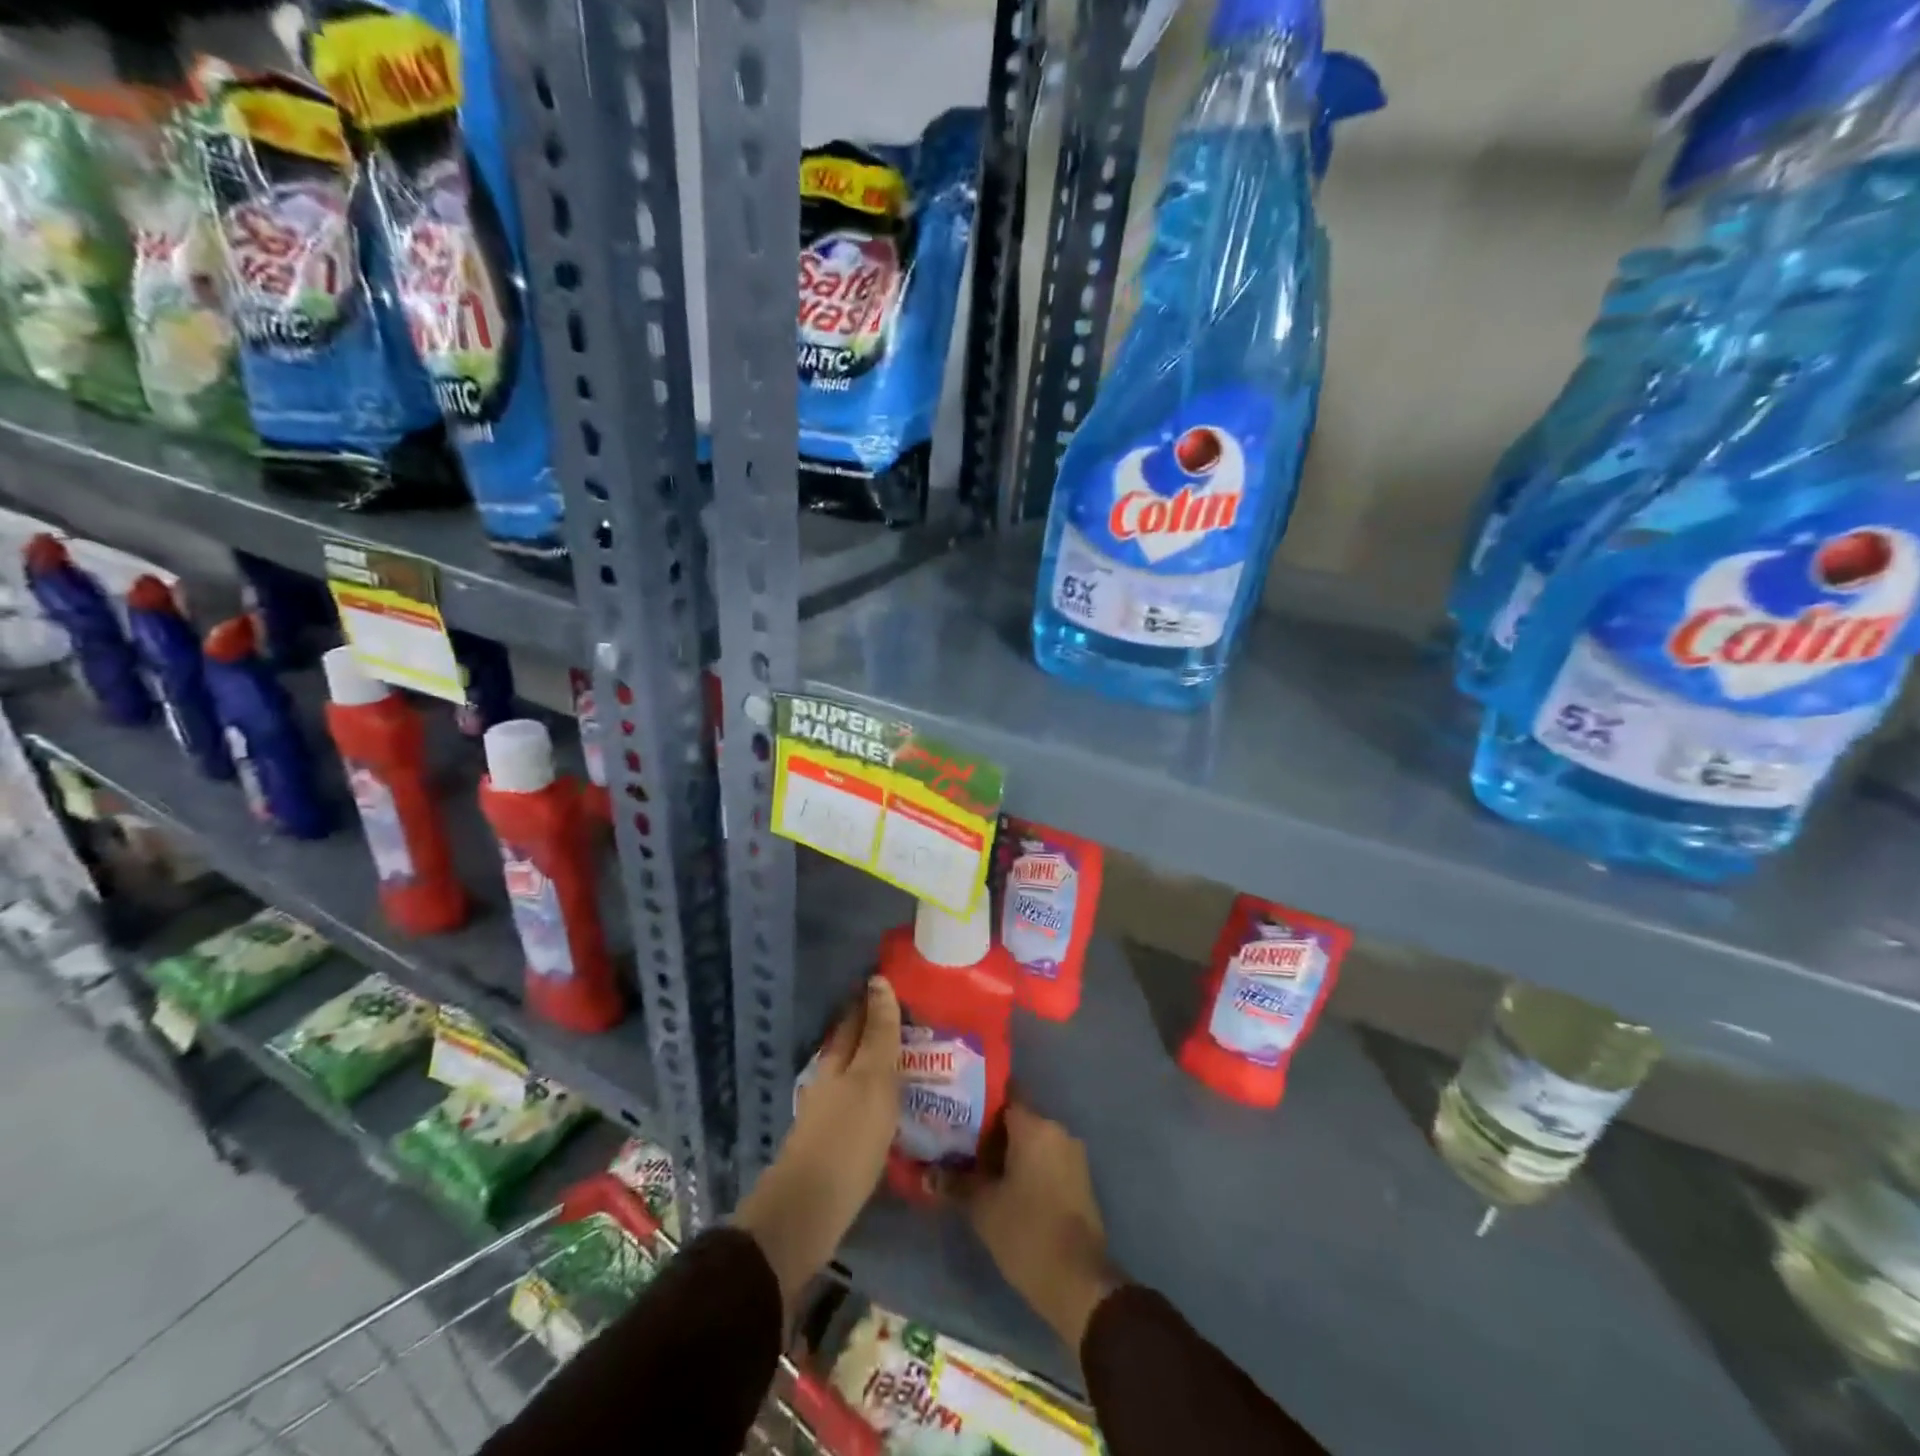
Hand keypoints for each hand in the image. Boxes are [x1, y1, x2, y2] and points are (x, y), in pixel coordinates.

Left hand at [735, 977, 901, 1318]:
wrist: (808, 1212)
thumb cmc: (847, 1139)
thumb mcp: (873, 1080)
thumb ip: (879, 1034)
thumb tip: (878, 981)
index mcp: (838, 1059)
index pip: (858, 1016)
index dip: (875, 999)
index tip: (898, 982)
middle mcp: (830, 1078)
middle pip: (853, 1043)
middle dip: (875, 1027)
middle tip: (911, 1017)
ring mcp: (828, 1111)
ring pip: (854, 1072)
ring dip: (876, 1060)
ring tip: (909, 1056)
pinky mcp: (833, 1142)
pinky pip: (858, 1102)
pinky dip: (875, 1092)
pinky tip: (891, 1102)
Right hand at [938, 1099, 1115, 1350]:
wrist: (1078, 1281)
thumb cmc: (1026, 1231)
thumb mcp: (983, 1207)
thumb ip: (955, 1183)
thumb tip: (926, 1174)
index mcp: (1035, 1126)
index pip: (1004, 1094)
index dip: (978, 1101)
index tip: (955, 1110)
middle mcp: (1057, 1131)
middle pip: (1017, 1118)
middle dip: (989, 1130)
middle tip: (958, 1142)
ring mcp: (1072, 1155)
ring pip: (1032, 1140)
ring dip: (1007, 1151)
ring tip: (975, 1166)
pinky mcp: (1078, 1179)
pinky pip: (1046, 1159)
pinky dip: (1025, 1165)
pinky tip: (1002, 1185)